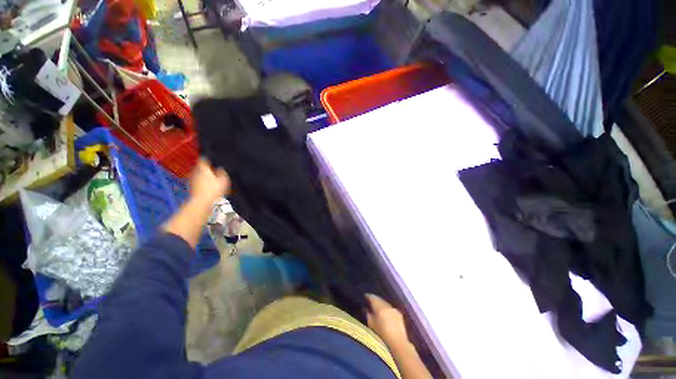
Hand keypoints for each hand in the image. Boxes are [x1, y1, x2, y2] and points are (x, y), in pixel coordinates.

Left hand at [189, 158, 229, 205]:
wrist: (201, 202)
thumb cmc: (213, 190)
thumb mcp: (224, 180)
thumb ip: (222, 172)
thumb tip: (221, 169)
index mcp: (203, 168)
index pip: (203, 159)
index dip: (207, 158)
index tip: (211, 159)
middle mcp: (195, 172)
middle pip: (200, 167)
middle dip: (206, 168)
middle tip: (213, 170)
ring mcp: (192, 180)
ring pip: (198, 174)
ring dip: (204, 176)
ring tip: (212, 179)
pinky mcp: (192, 188)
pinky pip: (197, 182)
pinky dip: (202, 183)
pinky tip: (208, 187)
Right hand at [366, 294, 409, 345]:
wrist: (398, 344)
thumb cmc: (381, 335)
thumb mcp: (371, 325)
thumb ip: (367, 314)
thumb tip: (366, 308)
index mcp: (380, 307)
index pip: (372, 297)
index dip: (367, 297)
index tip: (364, 298)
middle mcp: (387, 305)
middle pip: (379, 299)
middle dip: (375, 300)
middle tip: (370, 303)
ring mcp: (394, 309)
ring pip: (385, 304)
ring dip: (381, 305)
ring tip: (377, 309)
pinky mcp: (399, 315)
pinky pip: (390, 309)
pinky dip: (387, 310)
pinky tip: (385, 314)